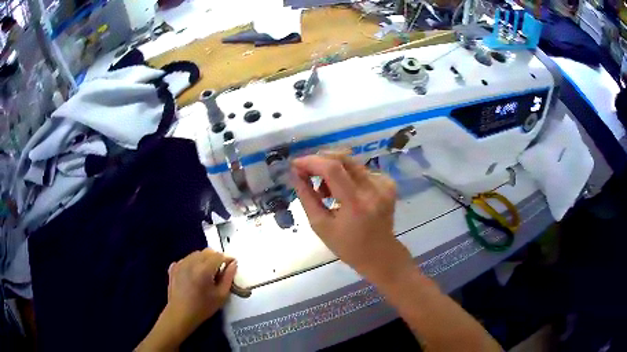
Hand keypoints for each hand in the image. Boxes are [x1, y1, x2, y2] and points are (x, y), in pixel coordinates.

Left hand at [136, 249, 236, 350]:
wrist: (180, 314)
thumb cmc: (203, 307)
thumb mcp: (221, 295)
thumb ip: (228, 277)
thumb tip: (233, 264)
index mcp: (204, 269)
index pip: (219, 256)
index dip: (227, 259)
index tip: (232, 265)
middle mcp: (191, 262)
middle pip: (207, 252)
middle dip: (215, 258)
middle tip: (219, 271)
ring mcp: (180, 263)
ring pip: (196, 254)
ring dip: (204, 259)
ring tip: (206, 273)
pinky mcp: (173, 267)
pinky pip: (186, 259)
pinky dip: (192, 263)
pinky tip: (194, 274)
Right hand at [291, 153, 414, 285]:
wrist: (380, 254)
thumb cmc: (347, 246)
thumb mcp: (320, 225)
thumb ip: (307, 197)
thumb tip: (295, 173)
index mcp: (356, 204)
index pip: (332, 169)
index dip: (311, 161)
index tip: (296, 164)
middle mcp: (373, 189)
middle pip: (343, 158)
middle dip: (320, 161)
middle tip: (307, 173)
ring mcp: (384, 184)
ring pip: (351, 162)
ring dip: (332, 169)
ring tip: (325, 191)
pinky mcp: (388, 182)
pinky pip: (361, 170)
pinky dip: (346, 176)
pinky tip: (343, 193)